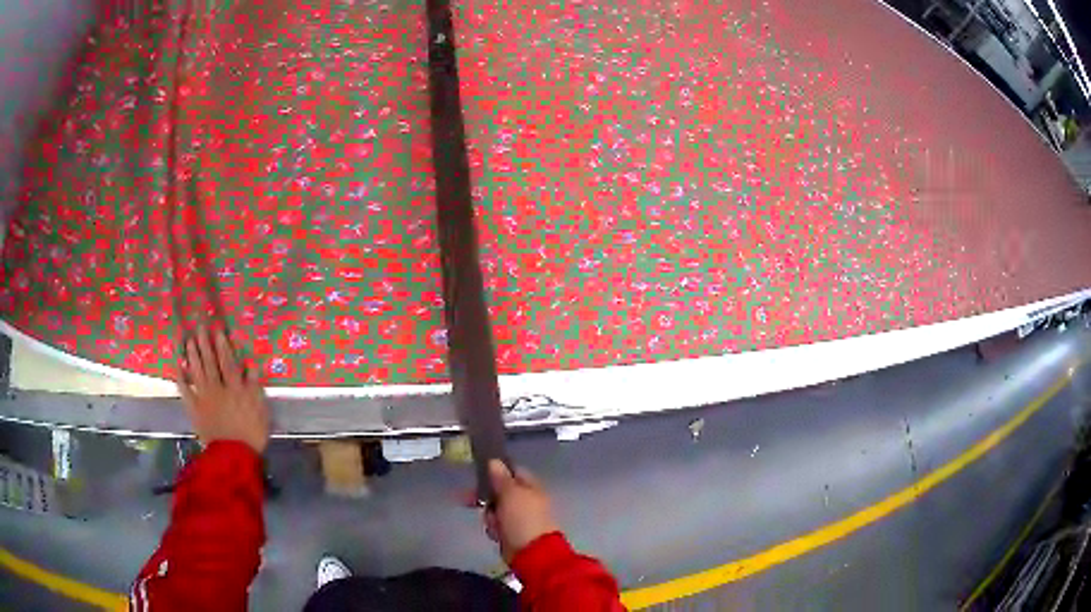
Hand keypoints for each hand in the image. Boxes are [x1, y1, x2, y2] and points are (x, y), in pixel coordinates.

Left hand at [177, 326, 269, 453]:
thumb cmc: (251, 434)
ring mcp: (204, 397)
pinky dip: (181, 378)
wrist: (233, 456)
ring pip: (197, 372)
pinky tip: (178, 366)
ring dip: (192, 355)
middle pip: (210, 362)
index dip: (223, 345)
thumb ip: (254, 387)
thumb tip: (250, 366)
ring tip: (189, 340)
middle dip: (205, 344)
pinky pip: (185, 390)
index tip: (218, 330)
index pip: (228, 361)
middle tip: (199, 328)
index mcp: (235, 387)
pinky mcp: (194, 409)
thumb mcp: (261, 410)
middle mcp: (217, 387)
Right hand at [484, 460, 560, 563]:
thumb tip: (494, 460)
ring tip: (495, 524)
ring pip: (494, 509)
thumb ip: (500, 477)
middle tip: (470, 499)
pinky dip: (495, 529)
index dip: (496, 470)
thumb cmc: (522, 519)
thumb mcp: (510, 493)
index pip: (512, 470)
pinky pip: (496, 525)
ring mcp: (519, 516)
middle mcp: (525, 499)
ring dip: (490, 516)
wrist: (531, 553)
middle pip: (499, 491)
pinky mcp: (512, 532)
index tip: (479, 472)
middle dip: (486, 497)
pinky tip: (497, 534)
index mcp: (530, 486)